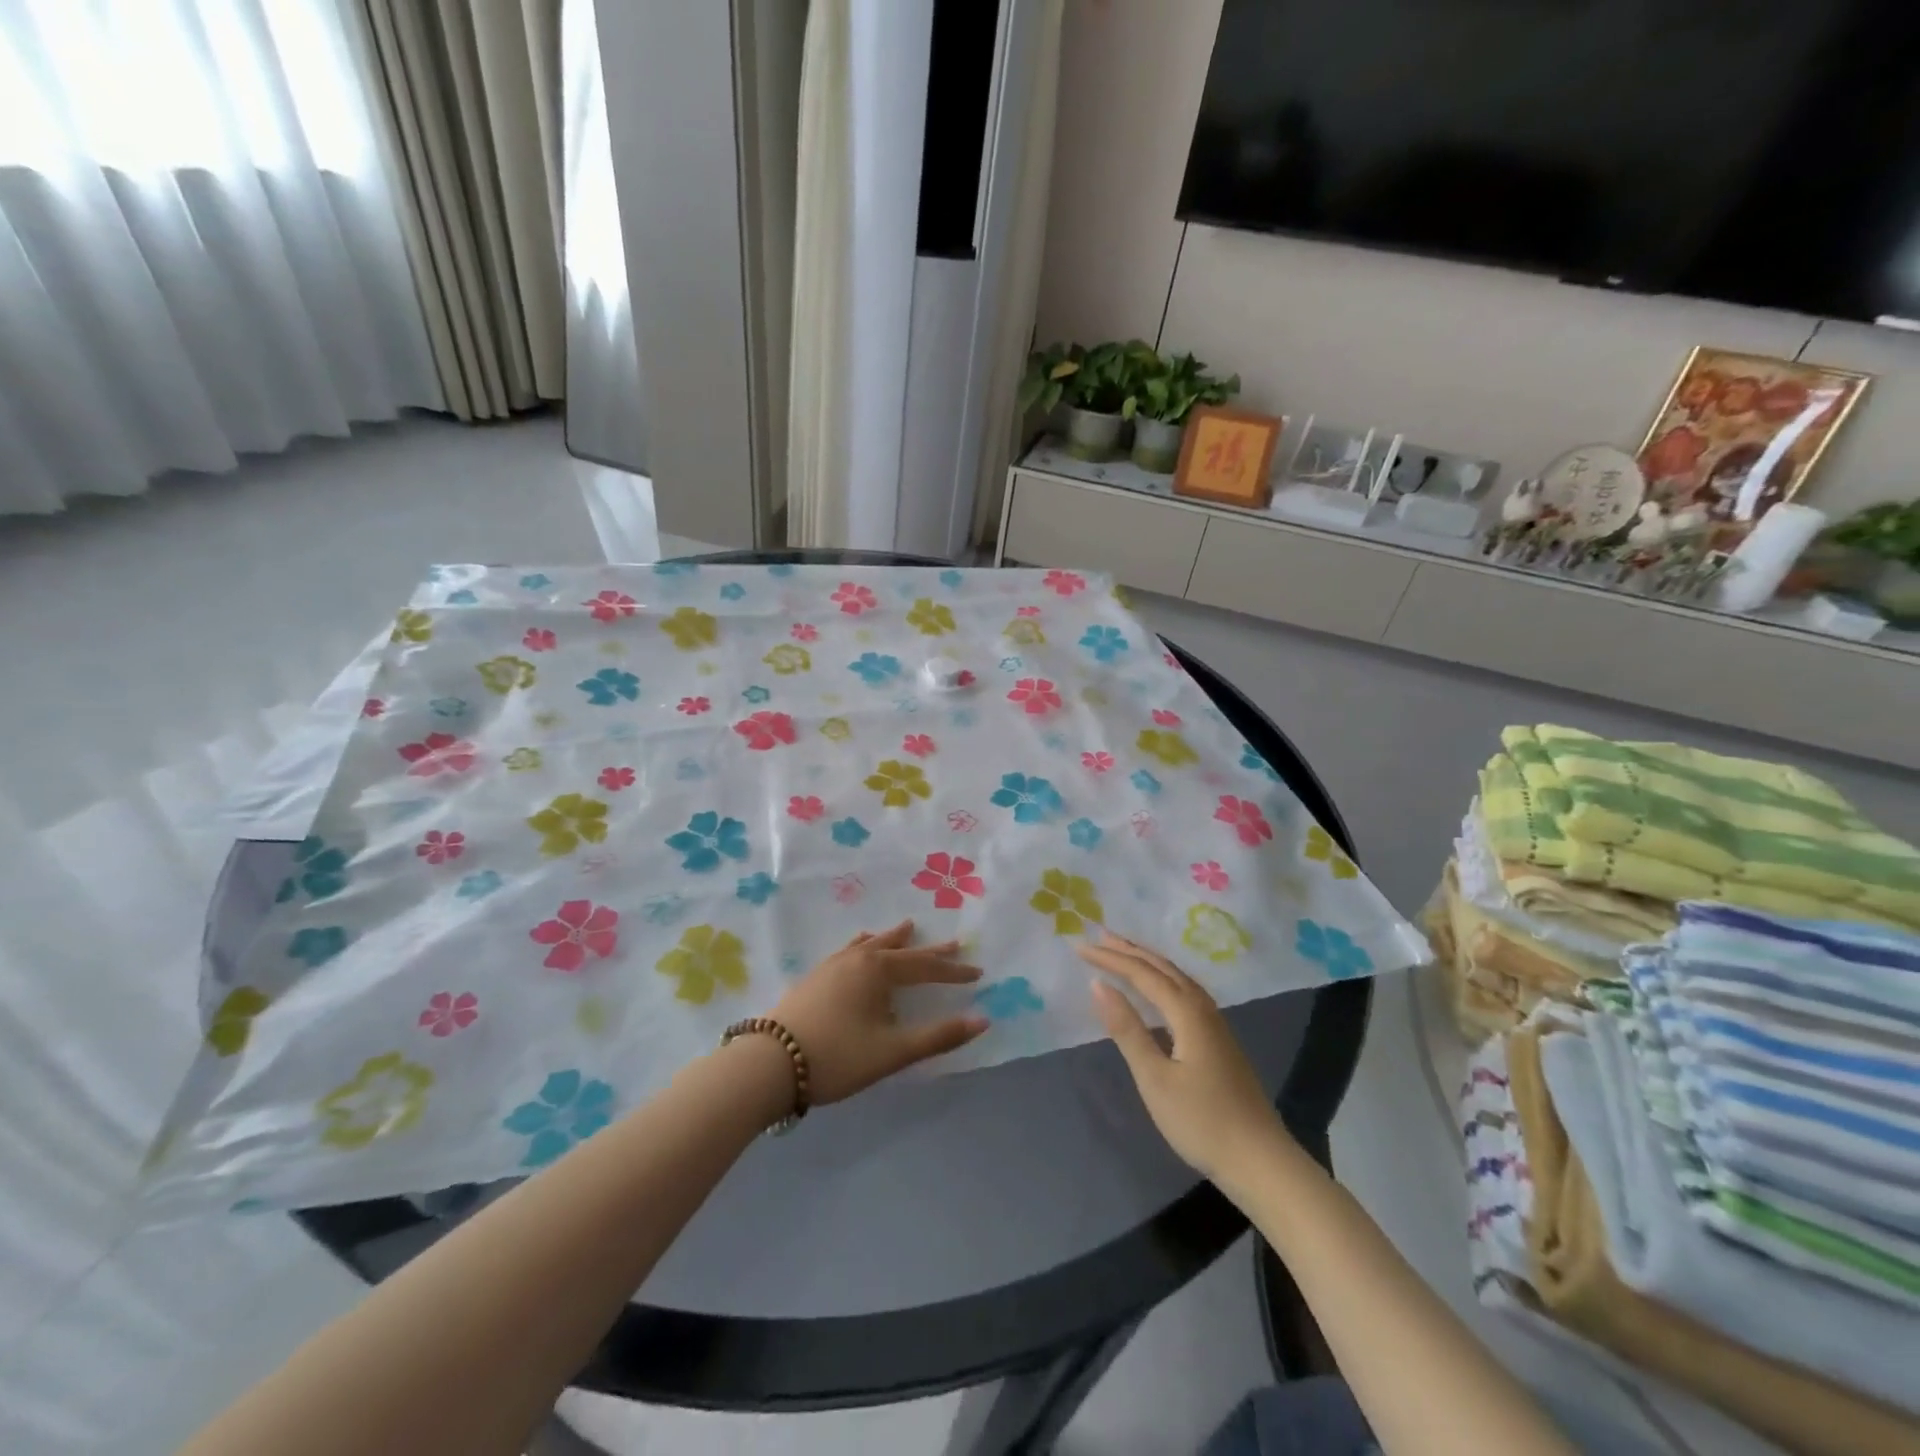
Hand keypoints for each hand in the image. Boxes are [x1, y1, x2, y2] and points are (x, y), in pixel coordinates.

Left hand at [770, 920, 988, 1104]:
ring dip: (893, 939)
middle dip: (929, 951)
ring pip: (871, 944)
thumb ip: (938, 1036)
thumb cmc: (837, 1056)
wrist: (769, 1063)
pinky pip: (849, 951)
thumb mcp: (893, 1051)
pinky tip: (858, 949)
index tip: (977, 973)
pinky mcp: (814, 977)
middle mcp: (857, 958)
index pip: (925, 968)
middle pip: (900, 950)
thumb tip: (982, 1020)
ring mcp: (832, 965)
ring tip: (907, 928)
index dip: (953, 972)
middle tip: (953, 943)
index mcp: (878, 970)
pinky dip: (864, 946)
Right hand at [1078, 931, 1288, 1181]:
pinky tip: (1158, 989)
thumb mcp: (1155, 1078)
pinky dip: (1163, 978)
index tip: (1079, 948)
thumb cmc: (1201, 1121)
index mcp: (1187, 1013)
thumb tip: (1098, 985)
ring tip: (1124, 952)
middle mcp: (1203, 1008)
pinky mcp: (1219, 1039)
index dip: (1110, 958)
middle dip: (1130, 950)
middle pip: (1163, 967)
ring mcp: (1215, 1023)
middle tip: (1099, 935)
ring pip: (1177, 977)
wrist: (1261, 1161)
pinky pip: (1185, 990)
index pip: (1142, 974)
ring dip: (1148, 961)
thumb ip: (1127, 1029)